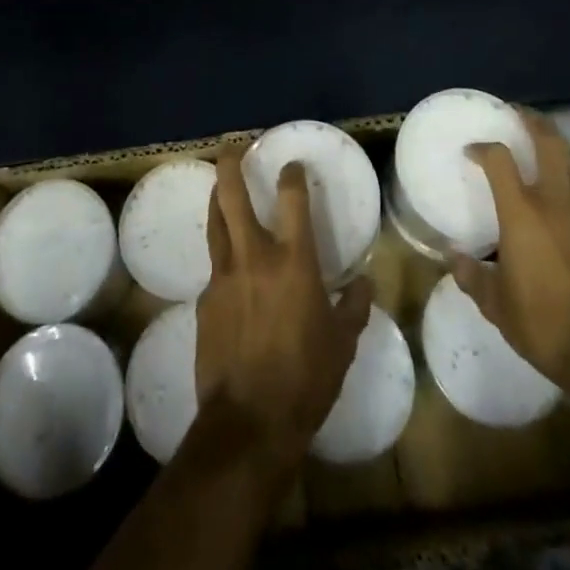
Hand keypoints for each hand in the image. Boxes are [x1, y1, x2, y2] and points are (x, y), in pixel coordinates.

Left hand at [195, 149, 373, 466]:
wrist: (249, 423)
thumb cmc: (306, 380)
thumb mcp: (342, 345)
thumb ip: (354, 308)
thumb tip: (364, 284)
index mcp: (294, 263)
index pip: (292, 200)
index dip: (292, 175)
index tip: (292, 165)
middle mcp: (254, 257)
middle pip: (233, 196)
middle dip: (231, 165)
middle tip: (232, 147)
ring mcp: (224, 277)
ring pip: (215, 222)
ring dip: (217, 198)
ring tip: (220, 186)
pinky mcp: (205, 301)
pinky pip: (214, 267)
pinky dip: (222, 257)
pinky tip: (230, 271)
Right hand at [454, 111, 569, 389]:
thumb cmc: (545, 325)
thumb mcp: (497, 306)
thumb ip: (474, 278)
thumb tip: (454, 260)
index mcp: (523, 213)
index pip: (500, 159)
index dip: (483, 148)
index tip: (470, 150)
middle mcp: (554, 203)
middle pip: (549, 143)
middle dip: (532, 121)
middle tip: (515, 113)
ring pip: (569, 163)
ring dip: (553, 146)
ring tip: (534, 145)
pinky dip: (564, 177)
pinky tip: (552, 193)